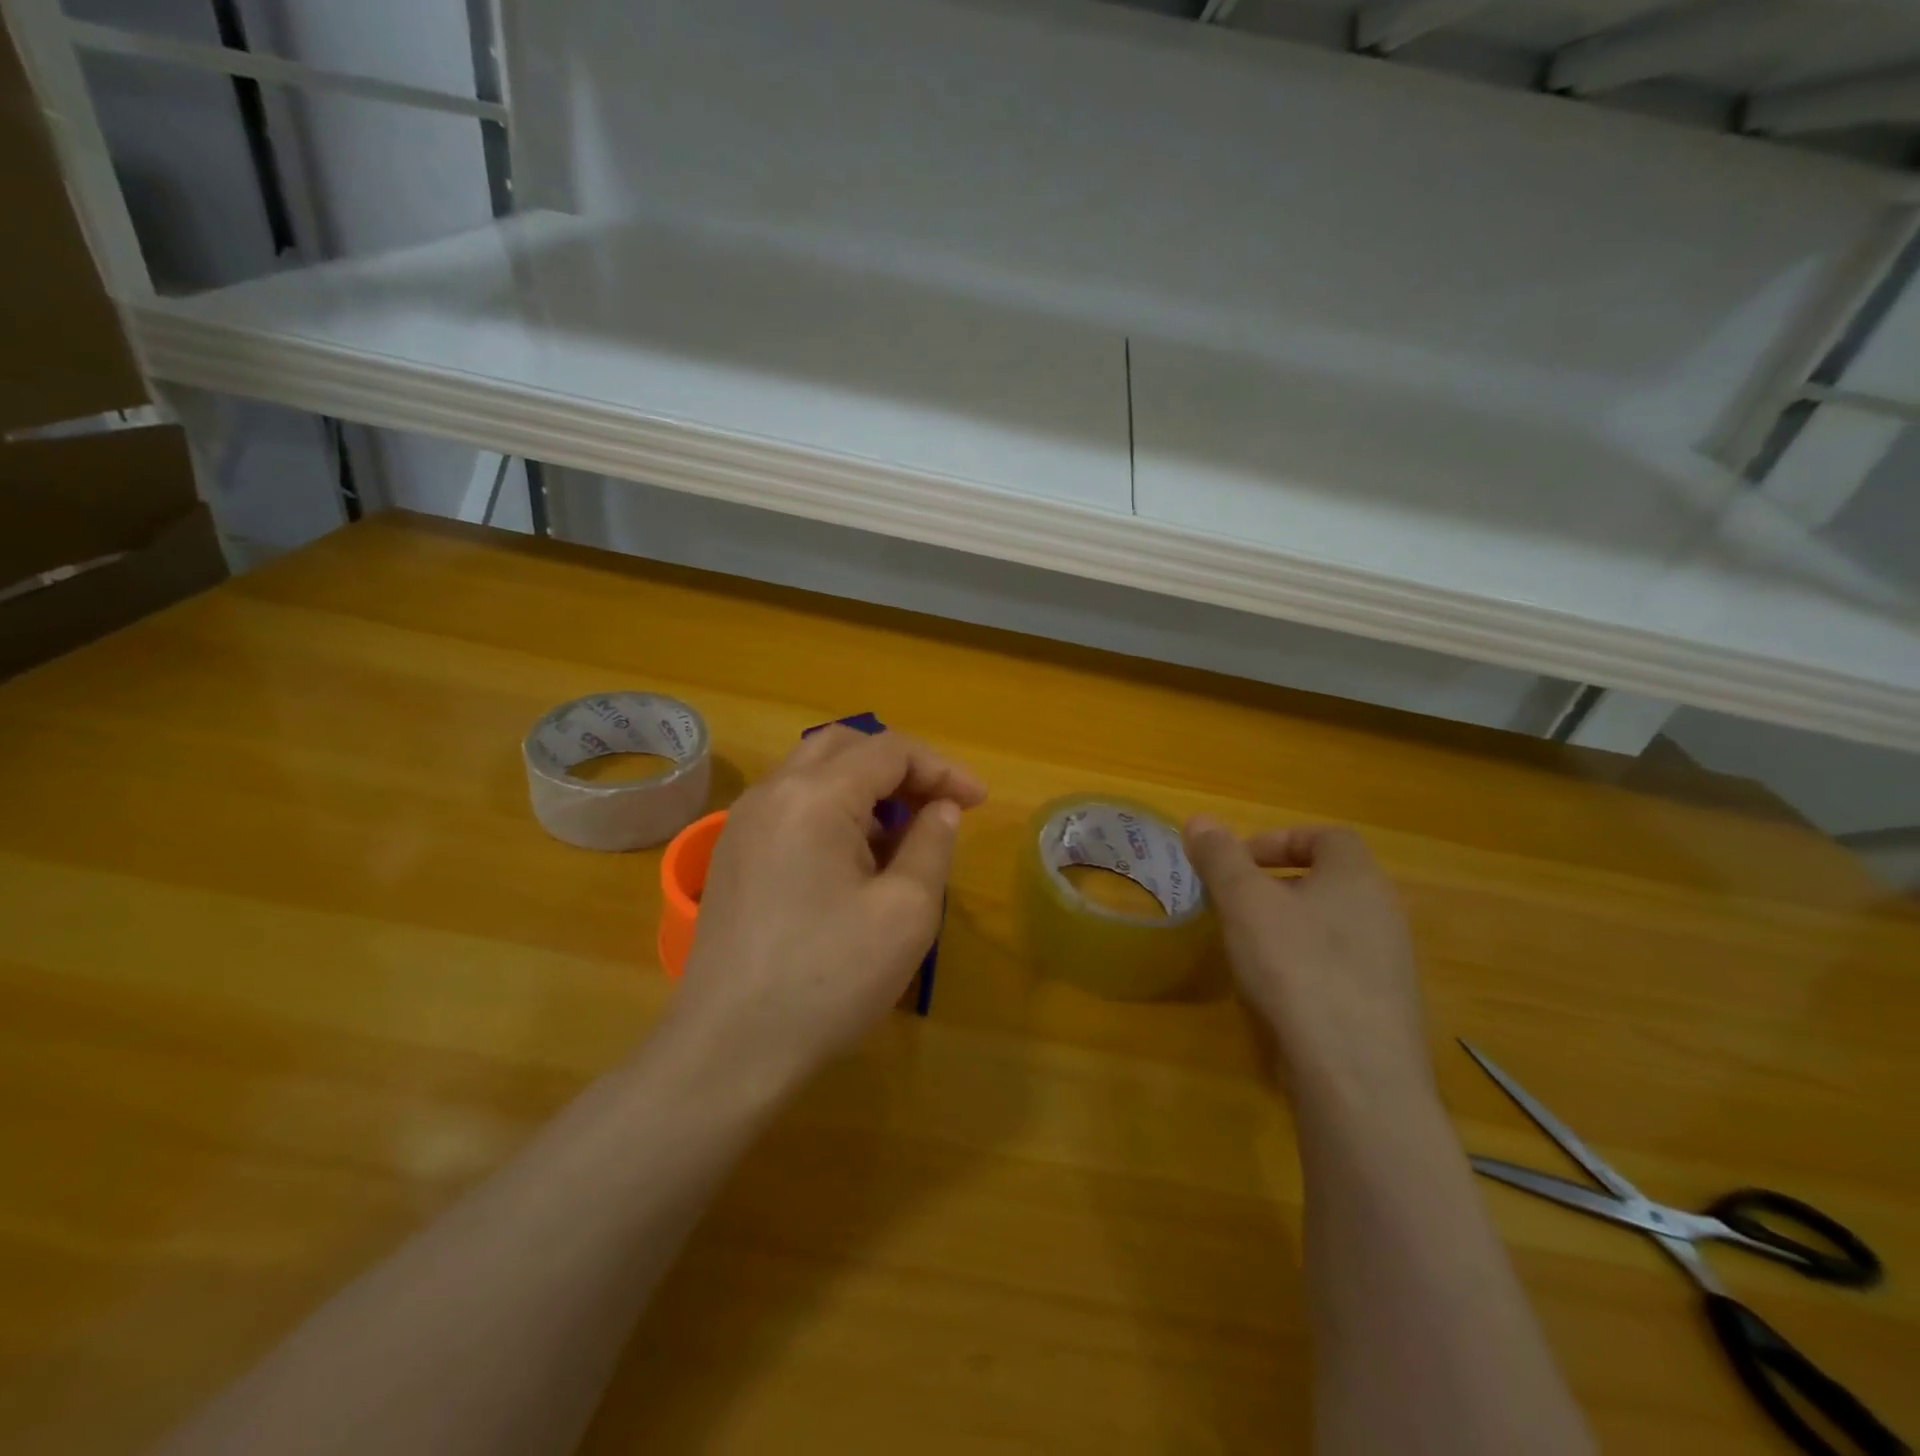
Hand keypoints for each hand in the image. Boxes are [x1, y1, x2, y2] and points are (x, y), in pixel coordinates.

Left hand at [666, 727, 986, 1094]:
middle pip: (846, 746)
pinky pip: (791, 807)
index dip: (942, 768)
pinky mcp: (732, 856)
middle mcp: (771, 793)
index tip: (978, 802)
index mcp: (814, 796)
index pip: (889, 750)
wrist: (729, 1051)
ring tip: (902, 836)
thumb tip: (942, 809)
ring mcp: (742, 824)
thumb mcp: (905, 912)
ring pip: (814, 773)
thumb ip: (932, 844)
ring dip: (865, 789)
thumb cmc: (828, 980)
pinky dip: (833, 811)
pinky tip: (854, 861)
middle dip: (901, 767)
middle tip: (938, 805)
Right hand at [1183, 817, 1432, 1101]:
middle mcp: (1384, 912)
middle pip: (1328, 880)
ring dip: (1288, 925)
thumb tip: (1200, 819)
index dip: (1279, 840)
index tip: (1239, 863)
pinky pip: (1339, 966)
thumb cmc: (1296, 966)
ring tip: (1248, 947)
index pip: (1326, 836)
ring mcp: (1390, 963)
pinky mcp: (1383, 1006)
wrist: (1356, 1074)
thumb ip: (1220, 857)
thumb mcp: (1244, 901)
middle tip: (1235, 902)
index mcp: (1358, 876)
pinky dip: (1305, 964)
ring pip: (1332, 925)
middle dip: (1276, 884)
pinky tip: (1277, 992)